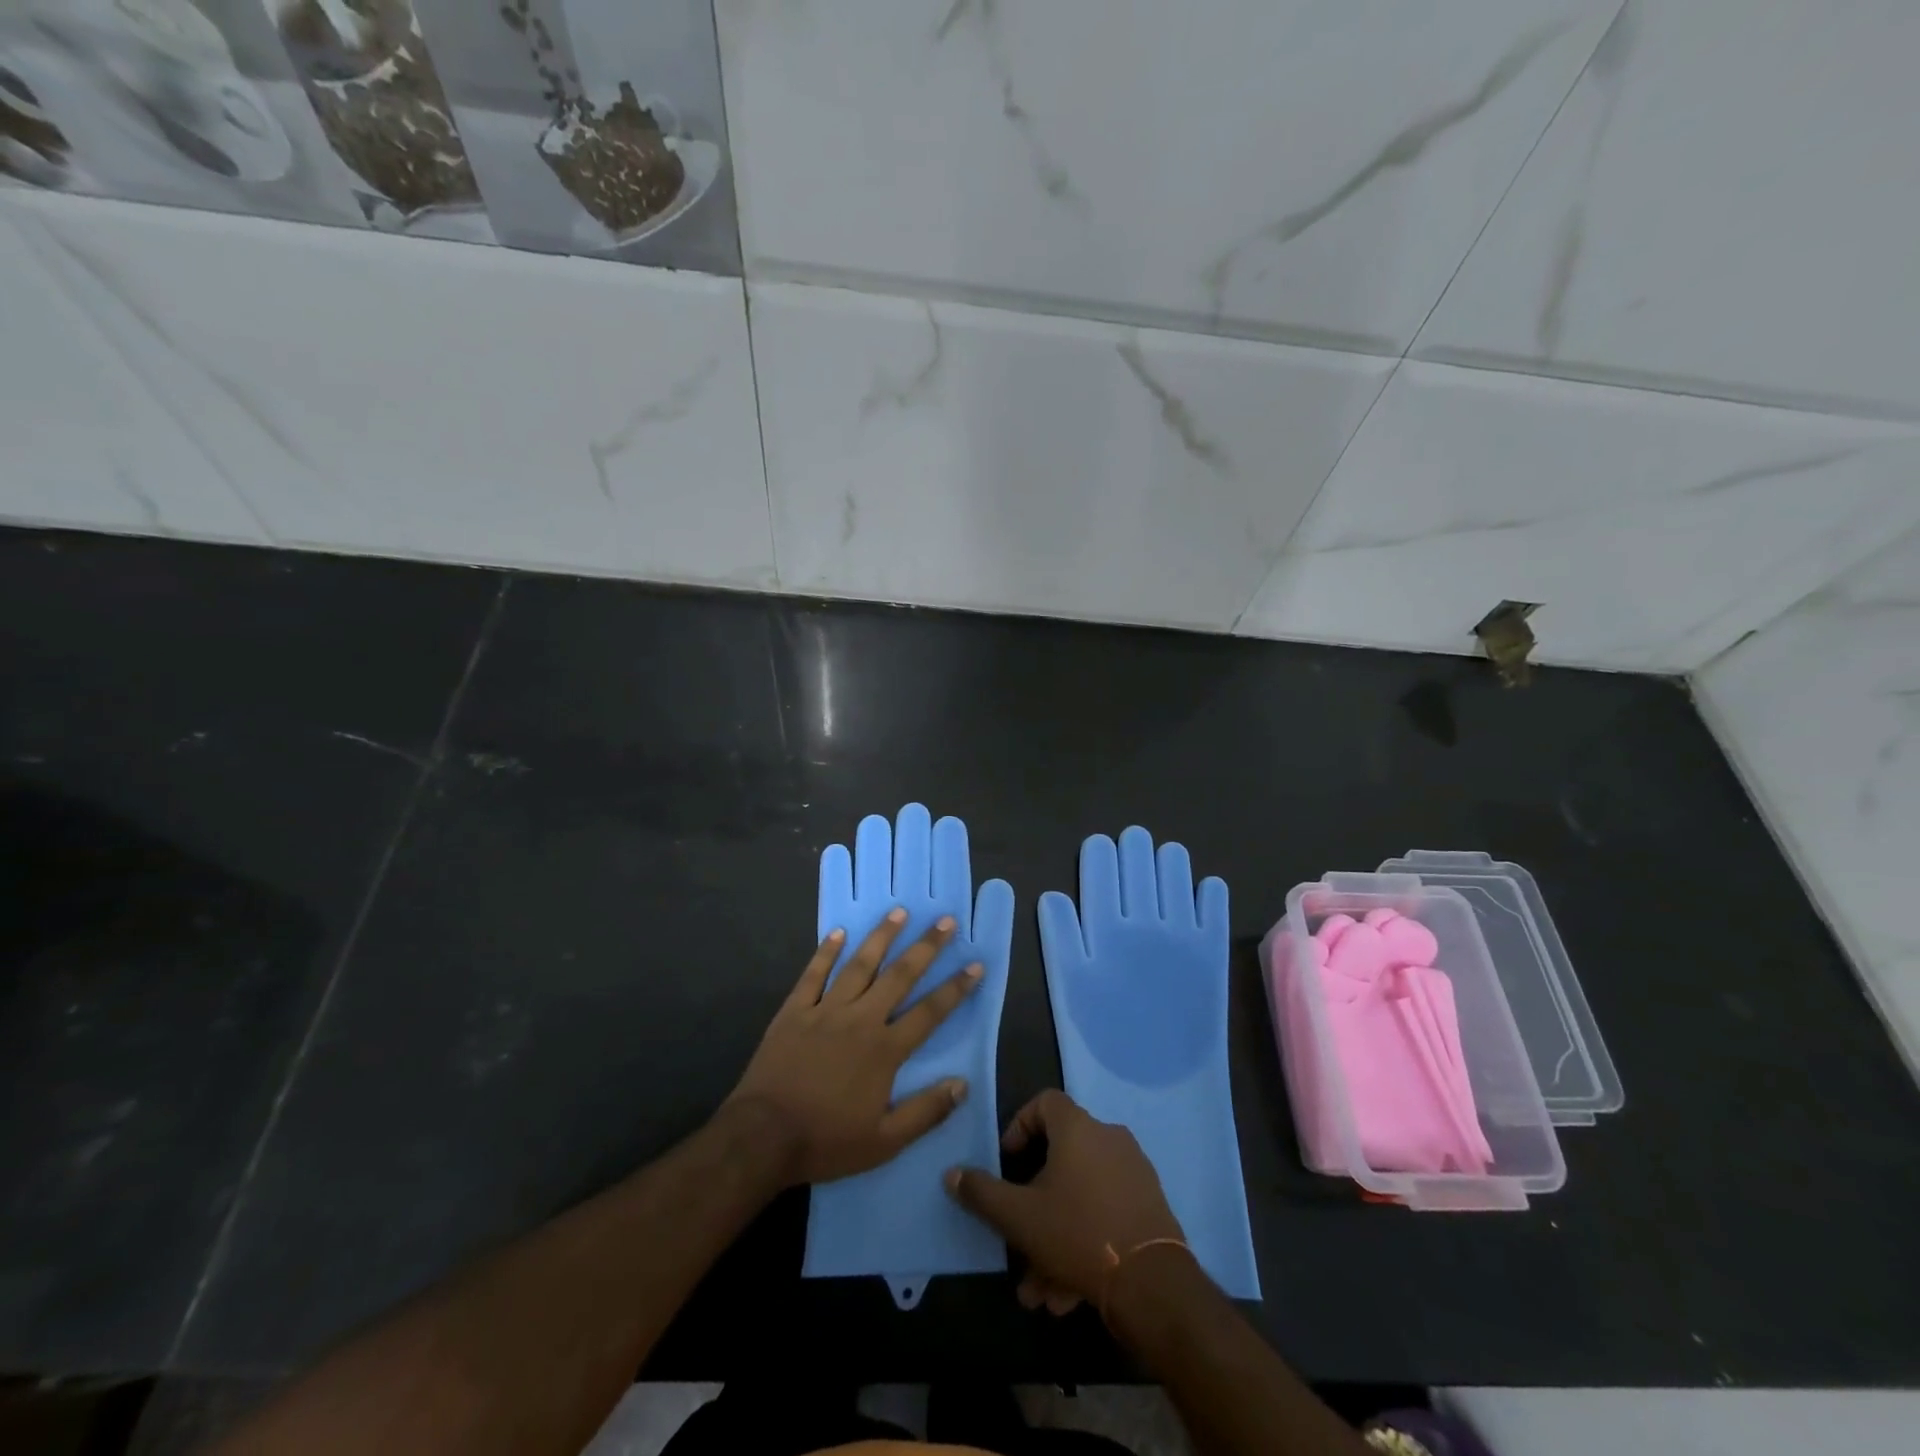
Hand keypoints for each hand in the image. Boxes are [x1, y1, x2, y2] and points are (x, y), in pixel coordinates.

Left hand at [727, 909, 983, 1186]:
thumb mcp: (884, 1142)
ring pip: (859, 965)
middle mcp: (860, 1019)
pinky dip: (827, 951)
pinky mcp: (794, 1010)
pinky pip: (814, 974)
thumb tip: (962, 1085)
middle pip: (899, 976)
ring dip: (881, 937)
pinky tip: (839, 932)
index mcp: (884, 1049)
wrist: (762, 1136)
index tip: (975, 964)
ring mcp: (825, 1010)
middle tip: (945, 921)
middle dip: (925, 947)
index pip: (929, 1012)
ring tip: (899, 912)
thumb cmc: (826, 1140)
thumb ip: (925, 1112)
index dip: (955, 988)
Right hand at [945, 1090, 1184, 1316]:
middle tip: (1018, 1240)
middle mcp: (1108, 1138)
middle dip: (1034, 1205)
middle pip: (1060, 1160)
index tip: (1008, 1160)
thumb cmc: (1078, 1232)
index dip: (1020, 1125)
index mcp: (1078, 1128)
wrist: (1153, 1282)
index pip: (1044, 1102)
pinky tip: (1068, 1293)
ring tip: (1040, 1288)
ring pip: (1081, 1196)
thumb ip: (982, 1193)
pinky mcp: (1149, 1204)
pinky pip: (1105, 1213)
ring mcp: (1133, 1171)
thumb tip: (951, 1174)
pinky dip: (1083, 1241)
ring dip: (1055, 1237)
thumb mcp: (1019, 1216)